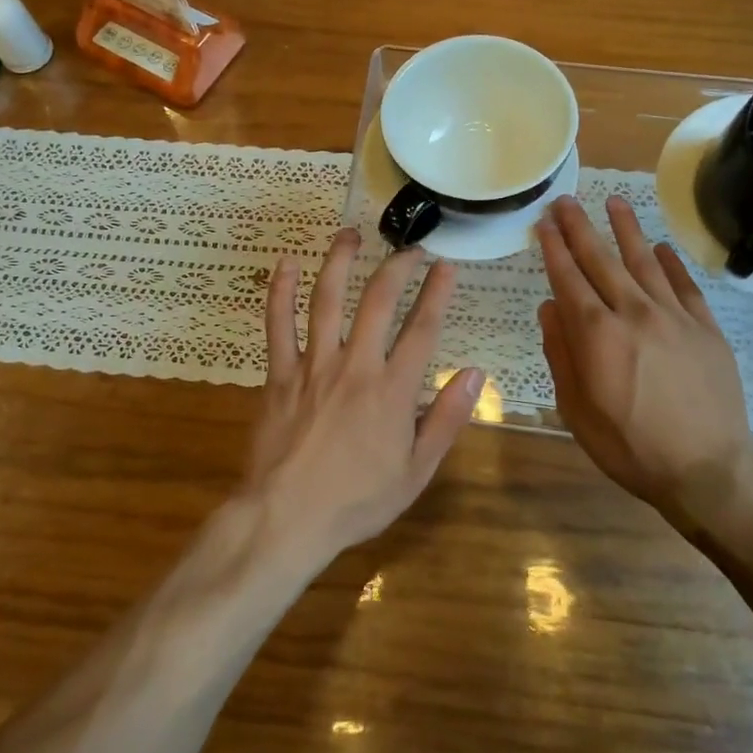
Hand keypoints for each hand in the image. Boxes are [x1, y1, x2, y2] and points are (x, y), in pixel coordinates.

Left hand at [248, 228, 485, 562]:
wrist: (286, 519)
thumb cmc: (357, 500)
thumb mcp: (416, 471)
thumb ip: (447, 419)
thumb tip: (474, 372)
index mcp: (392, 391)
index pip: (423, 329)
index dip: (438, 293)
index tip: (447, 266)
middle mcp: (355, 366)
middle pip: (378, 301)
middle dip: (397, 267)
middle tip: (410, 249)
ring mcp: (313, 365)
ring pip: (327, 299)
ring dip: (340, 262)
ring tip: (351, 234)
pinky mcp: (279, 373)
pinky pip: (278, 324)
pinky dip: (280, 291)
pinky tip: (286, 264)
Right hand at [537, 196, 752, 512]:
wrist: (707, 470)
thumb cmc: (629, 446)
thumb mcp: (576, 409)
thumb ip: (561, 353)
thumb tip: (549, 308)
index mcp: (597, 334)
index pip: (568, 279)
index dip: (554, 249)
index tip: (544, 224)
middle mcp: (633, 313)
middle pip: (602, 260)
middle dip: (580, 228)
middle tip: (566, 201)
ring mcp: (674, 317)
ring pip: (645, 262)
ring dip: (626, 230)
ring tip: (614, 202)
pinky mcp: (706, 328)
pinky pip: (685, 285)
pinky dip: (671, 263)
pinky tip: (660, 248)